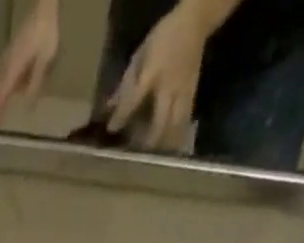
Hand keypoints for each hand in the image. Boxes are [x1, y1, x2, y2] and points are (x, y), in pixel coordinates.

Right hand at [0, 2, 60, 126]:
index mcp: (13, 71)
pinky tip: (8, 93)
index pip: (0, 97)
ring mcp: (7, 59)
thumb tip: (27, 108)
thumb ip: (35, 85)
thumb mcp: (44, 62)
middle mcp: (6, 66)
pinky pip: (3, 75)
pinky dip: (2, 87)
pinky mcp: (11, 54)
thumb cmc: (45, 36)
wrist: (43, 11)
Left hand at [107, 0, 210, 150]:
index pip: (134, 100)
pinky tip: (169, 150)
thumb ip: (125, 83)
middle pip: (159, 123)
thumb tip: (107, 108)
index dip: (121, 117)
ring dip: (162, 145)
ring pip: (174, 127)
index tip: (111, 130)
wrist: (196, 22)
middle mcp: (169, 86)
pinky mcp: (193, 95)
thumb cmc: (164, 37)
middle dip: (146, 142)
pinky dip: (176, 137)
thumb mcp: (140, 55)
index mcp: (153, 72)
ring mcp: (183, 92)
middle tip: (134, 155)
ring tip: (151, 158)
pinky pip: (184, 122)